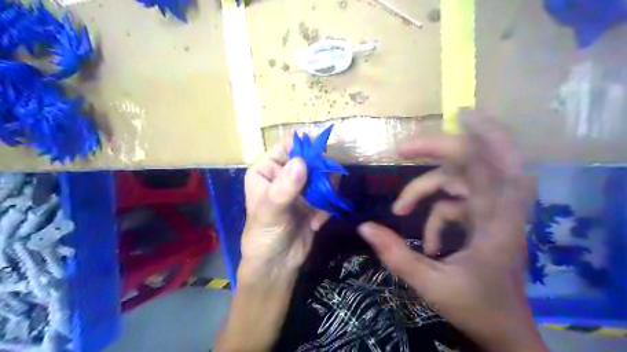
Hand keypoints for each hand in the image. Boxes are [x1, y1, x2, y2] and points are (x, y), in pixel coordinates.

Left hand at [239, 142, 327, 281]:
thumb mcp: (270, 212)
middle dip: (320, 174)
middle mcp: (284, 174)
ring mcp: (301, 188)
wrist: (276, 265)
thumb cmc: (264, 236)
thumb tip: (300, 161)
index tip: (321, 154)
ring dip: (325, 192)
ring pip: (323, 176)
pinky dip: (327, 207)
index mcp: (267, 170)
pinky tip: (317, 224)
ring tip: (318, 210)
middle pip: (310, 160)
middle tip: (324, 189)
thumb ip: (284, 188)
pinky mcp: (314, 201)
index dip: (304, 147)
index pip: (286, 147)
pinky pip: (328, 194)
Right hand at [357, 110, 549, 351]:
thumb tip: (363, 227)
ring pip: (461, 179)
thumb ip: (396, 255)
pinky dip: (437, 213)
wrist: (505, 331)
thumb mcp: (430, 285)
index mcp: (498, 222)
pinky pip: (457, 202)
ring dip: (427, 188)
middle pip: (484, 158)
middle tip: (406, 148)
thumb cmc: (475, 308)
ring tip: (400, 208)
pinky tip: (427, 240)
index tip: (453, 118)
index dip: (477, 136)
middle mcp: (501, 210)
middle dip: (446, 146)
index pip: (493, 165)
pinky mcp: (485, 219)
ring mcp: (493, 213)